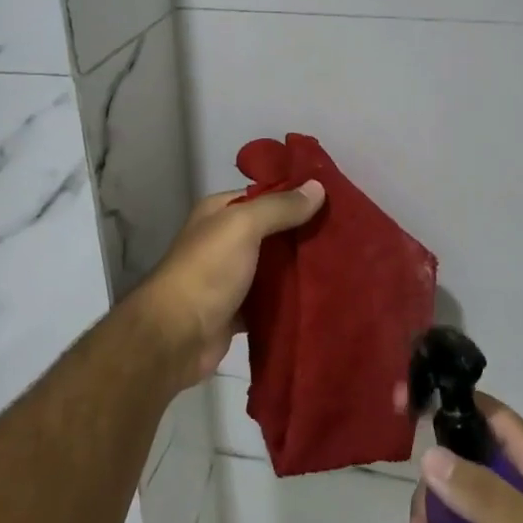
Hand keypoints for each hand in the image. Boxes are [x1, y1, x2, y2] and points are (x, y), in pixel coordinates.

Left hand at [129, 181, 324, 389]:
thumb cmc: (207, 271)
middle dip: (304, 234)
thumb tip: (318, 186)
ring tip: (343, 265)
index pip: (265, 195)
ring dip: (300, 269)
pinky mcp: (238, 311)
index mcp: (219, 212)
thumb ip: (279, 207)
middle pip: (273, 232)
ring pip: (274, 268)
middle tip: (346, 236)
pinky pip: (271, 300)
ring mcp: (231, 277)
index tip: (335, 200)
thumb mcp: (243, 226)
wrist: (176, 336)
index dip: (297, 196)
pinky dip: (290, 299)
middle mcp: (224, 240)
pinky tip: (322, 297)